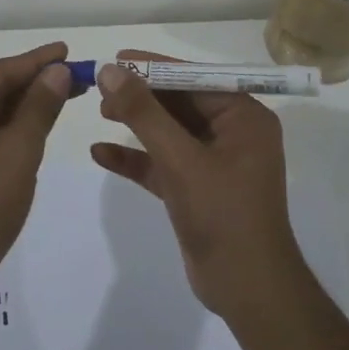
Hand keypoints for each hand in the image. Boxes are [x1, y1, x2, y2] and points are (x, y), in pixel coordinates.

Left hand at [0, 42, 78, 309]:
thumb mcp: (18, 151)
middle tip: (77, 75)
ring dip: (25, 107)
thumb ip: (40, 106)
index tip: (68, 50)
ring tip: (65, 95)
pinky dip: (10, 130)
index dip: (37, 61)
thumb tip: (58, 71)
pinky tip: (38, 126)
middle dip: (34, 84)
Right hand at [91, 52, 307, 322]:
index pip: (194, 78)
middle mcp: (232, 133)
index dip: (153, 67)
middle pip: (179, 102)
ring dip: (136, 123)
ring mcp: (215, 162)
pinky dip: (136, 158)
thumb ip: (144, 113)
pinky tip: (100, 153)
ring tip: (99, 112)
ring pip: (169, 132)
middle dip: (141, 96)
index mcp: (243, 117)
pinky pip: (163, 163)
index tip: (116, 59)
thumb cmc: (223, 215)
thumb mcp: (180, 159)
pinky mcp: (197, 189)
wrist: (249, 291)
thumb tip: (111, 70)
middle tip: (100, 88)